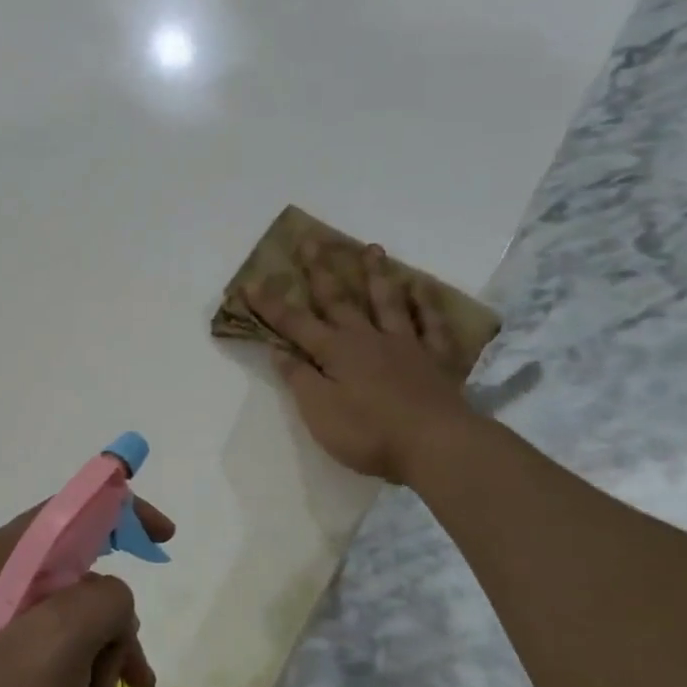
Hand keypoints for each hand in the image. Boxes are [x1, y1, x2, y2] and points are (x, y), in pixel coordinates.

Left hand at [0, 498, 174, 686]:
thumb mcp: (59, 642)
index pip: (74, 508)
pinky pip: (57, 647)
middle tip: (130, 667)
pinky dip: (85, 667)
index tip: (164, 537)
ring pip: (75, 614)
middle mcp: (1, 578)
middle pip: (82, 570)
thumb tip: (111, 602)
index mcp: (8, 556)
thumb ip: (103, 601)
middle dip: (117, 615)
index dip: (123, 511)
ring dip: (106, 649)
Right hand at [249, 240, 473, 484]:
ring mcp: (406, 346)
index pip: (295, 324)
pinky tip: (423, 288)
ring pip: (388, 302)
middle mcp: (368, 339)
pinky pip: (432, 325)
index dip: (271, 305)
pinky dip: (427, 305)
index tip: (250, 283)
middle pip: (340, 300)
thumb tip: (279, 350)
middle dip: (321, 271)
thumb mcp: (319, 411)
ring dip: (377, 274)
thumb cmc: (369, 433)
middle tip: (312, 240)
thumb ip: (299, 378)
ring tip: (372, 248)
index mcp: (336, 352)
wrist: (436, 445)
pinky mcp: (436, 360)